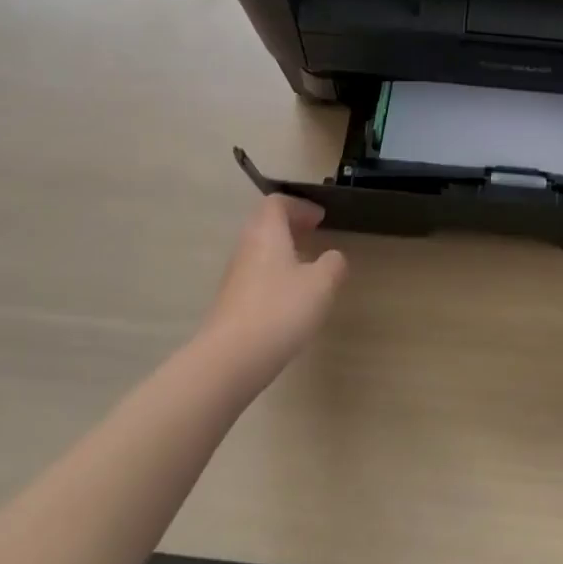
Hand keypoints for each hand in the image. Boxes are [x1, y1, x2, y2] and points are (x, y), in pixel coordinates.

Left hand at [199, 195, 347, 381]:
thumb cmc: (280, 310)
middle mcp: (246, 248)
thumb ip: (332, 265)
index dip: (299, 205)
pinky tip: (290, 298)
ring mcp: (234, 277)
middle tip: (313, 234)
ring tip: (306, 266)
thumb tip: (333, 257)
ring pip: (259, 251)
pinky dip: (274, 274)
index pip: (276, 203)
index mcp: (267, 233)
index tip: (319, 218)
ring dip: (282, 250)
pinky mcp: (230, 303)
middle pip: (264, 224)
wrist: (229, 360)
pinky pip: (255, 275)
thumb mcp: (321, 285)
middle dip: (290, 226)